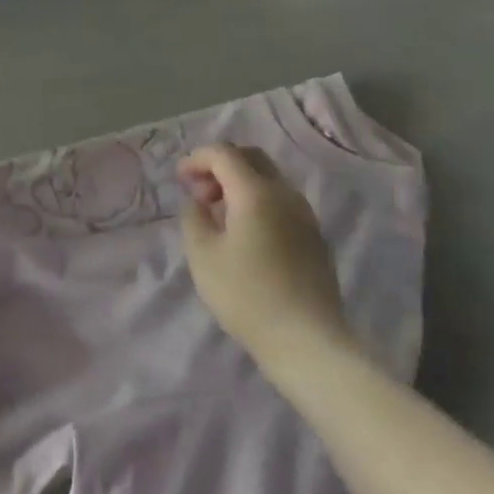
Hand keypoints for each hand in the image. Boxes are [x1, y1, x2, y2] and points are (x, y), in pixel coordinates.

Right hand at [178, 144, 351, 369]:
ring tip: (219, 217)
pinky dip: (257, 203)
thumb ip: (193, 218)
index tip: (180, 178)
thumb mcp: (203, 256)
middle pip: (251, 158)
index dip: (197, 159)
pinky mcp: (314, 237)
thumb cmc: (247, 295)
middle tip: (200, 193)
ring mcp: (305, 215)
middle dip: (220, 166)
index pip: (224, 153)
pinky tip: (246, 235)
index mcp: (256, 191)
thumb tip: (198, 201)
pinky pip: (281, 203)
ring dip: (240, 185)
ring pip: (269, 180)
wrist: (307, 340)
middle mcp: (285, 193)